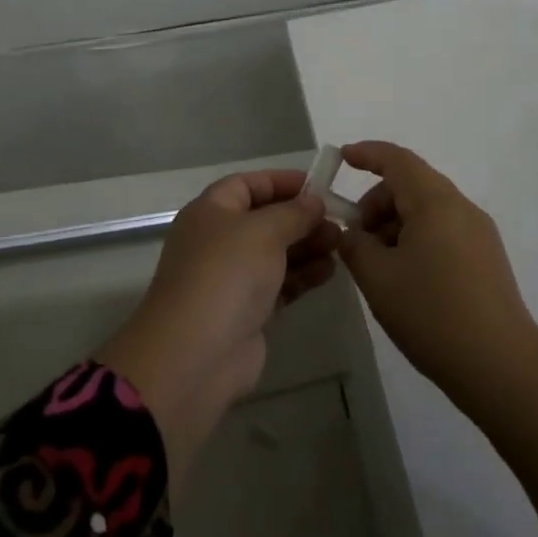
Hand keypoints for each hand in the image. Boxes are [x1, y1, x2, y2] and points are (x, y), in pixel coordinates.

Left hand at [99, 169, 338, 492]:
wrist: (196, 354)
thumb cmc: (227, 274)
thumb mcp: (264, 230)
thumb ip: (294, 212)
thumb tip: (314, 201)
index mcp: (211, 212)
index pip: (248, 185)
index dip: (282, 182)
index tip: (319, 186)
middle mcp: (218, 241)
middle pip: (265, 219)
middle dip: (301, 218)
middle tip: (338, 221)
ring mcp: (231, 278)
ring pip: (275, 253)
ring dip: (307, 246)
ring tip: (340, 245)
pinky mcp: (246, 311)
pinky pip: (279, 284)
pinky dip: (302, 276)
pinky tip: (329, 272)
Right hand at [337, 141, 537, 514]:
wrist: (502, 366)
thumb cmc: (433, 315)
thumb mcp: (379, 279)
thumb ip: (356, 246)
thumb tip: (353, 234)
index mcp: (435, 202)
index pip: (398, 160)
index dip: (367, 154)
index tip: (343, 158)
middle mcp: (461, 207)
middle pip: (412, 184)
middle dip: (378, 202)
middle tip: (357, 239)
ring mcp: (479, 232)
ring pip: (428, 209)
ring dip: (396, 224)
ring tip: (380, 266)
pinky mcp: (487, 257)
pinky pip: (444, 230)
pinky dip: (417, 238)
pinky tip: (406, 277)